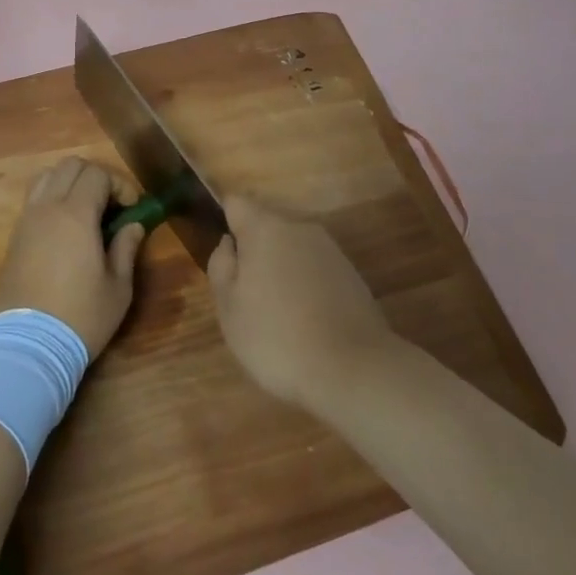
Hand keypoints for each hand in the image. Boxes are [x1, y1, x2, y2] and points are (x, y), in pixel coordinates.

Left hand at [0, 157, 146, 359]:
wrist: (25, 347)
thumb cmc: (79, 317)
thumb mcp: (117, 288)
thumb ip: (126, 249)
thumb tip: (133, 226)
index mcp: (75, 214)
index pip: (97, 174)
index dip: (120, 185)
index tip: (133, 209)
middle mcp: (47, 208)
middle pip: (70, 166)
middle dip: (95, 177)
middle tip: (111, 206)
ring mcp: (25, 221)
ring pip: (46, 177)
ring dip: (69, 184)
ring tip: (86, 212)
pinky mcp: (13, 238)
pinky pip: (33, 200)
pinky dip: (51, 200)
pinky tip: (65, 230)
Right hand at [207, 196, 398, 410]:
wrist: (354, 370)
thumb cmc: (277, 337)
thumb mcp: (229, 309)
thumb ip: (221, 267)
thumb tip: (228, 243)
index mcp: (264, 229)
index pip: (236, 204)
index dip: (225, 220)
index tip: (223, 252)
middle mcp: (299, 228)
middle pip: (267, 228)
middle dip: (255, 252)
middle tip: (247, 296)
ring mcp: (330, 251)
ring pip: (293, 250)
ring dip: (282, 271)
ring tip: (279, 316)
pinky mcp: (353, 275)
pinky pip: (316, 271)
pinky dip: (307, 287)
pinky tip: (307, 323)